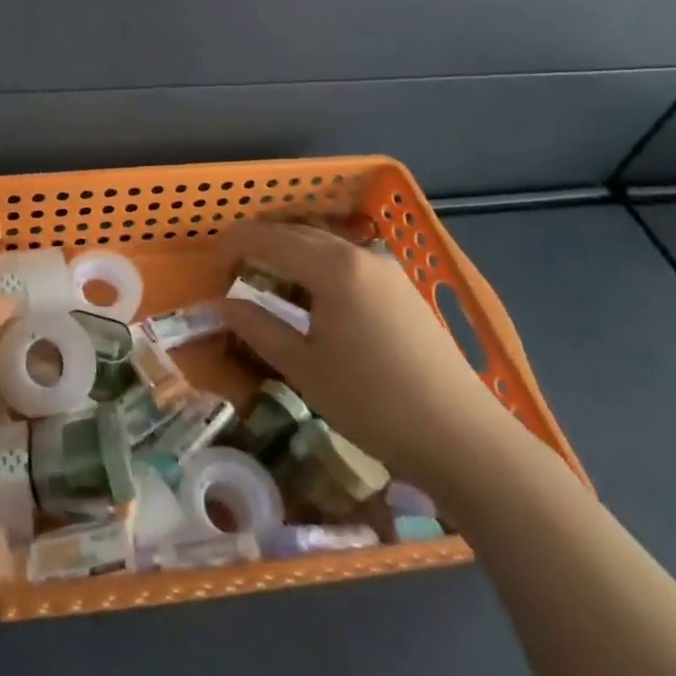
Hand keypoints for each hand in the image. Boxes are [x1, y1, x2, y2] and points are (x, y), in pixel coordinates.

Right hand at [220, 222, 507, 480]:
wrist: (465, 440)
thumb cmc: (373, 403)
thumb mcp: (305, 368)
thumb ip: (259, 328)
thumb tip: (223, 305)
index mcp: (333, 267)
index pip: (272, 239)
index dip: (237, 243)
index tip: (210, 256)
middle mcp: (362, 256)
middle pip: (300, 235)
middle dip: (263, 244)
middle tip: (232, 265)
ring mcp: (389, 272)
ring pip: (327, 247)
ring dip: (292, 254)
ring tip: (267, 278)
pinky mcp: (405, 292)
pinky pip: (349, 263)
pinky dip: (319, 268)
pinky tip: (313, 297)